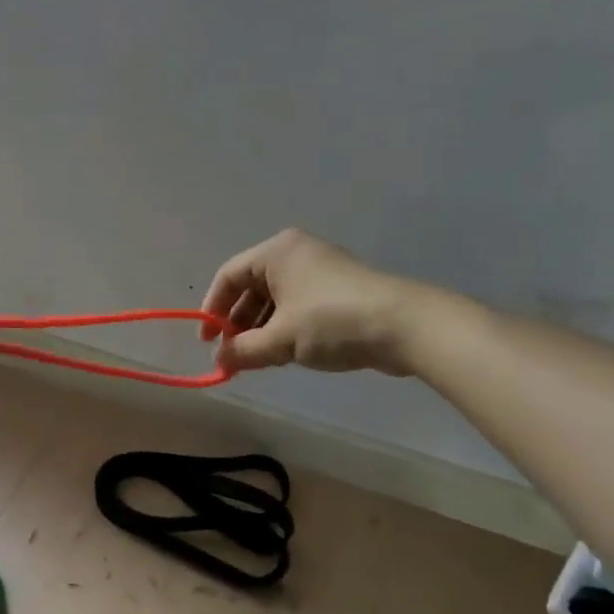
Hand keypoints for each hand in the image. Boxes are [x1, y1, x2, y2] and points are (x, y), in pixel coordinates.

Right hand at [200, 229, 429, 374]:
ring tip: (258, 360)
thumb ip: (243, 350)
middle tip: (233, 355)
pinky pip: (298, 306)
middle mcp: (296, 254)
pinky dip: (284, 329)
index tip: (208, 341)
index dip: (212, 309)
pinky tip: (285, 354)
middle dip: (238, 323)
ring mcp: (320, 271)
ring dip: (260, 330)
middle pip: (251, 288)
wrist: (405, 326)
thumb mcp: (279, 339)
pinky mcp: (339, 291)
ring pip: (275, 300)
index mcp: (276, 252)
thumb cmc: (331, 322)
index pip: (228, 276)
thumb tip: (220, 360)